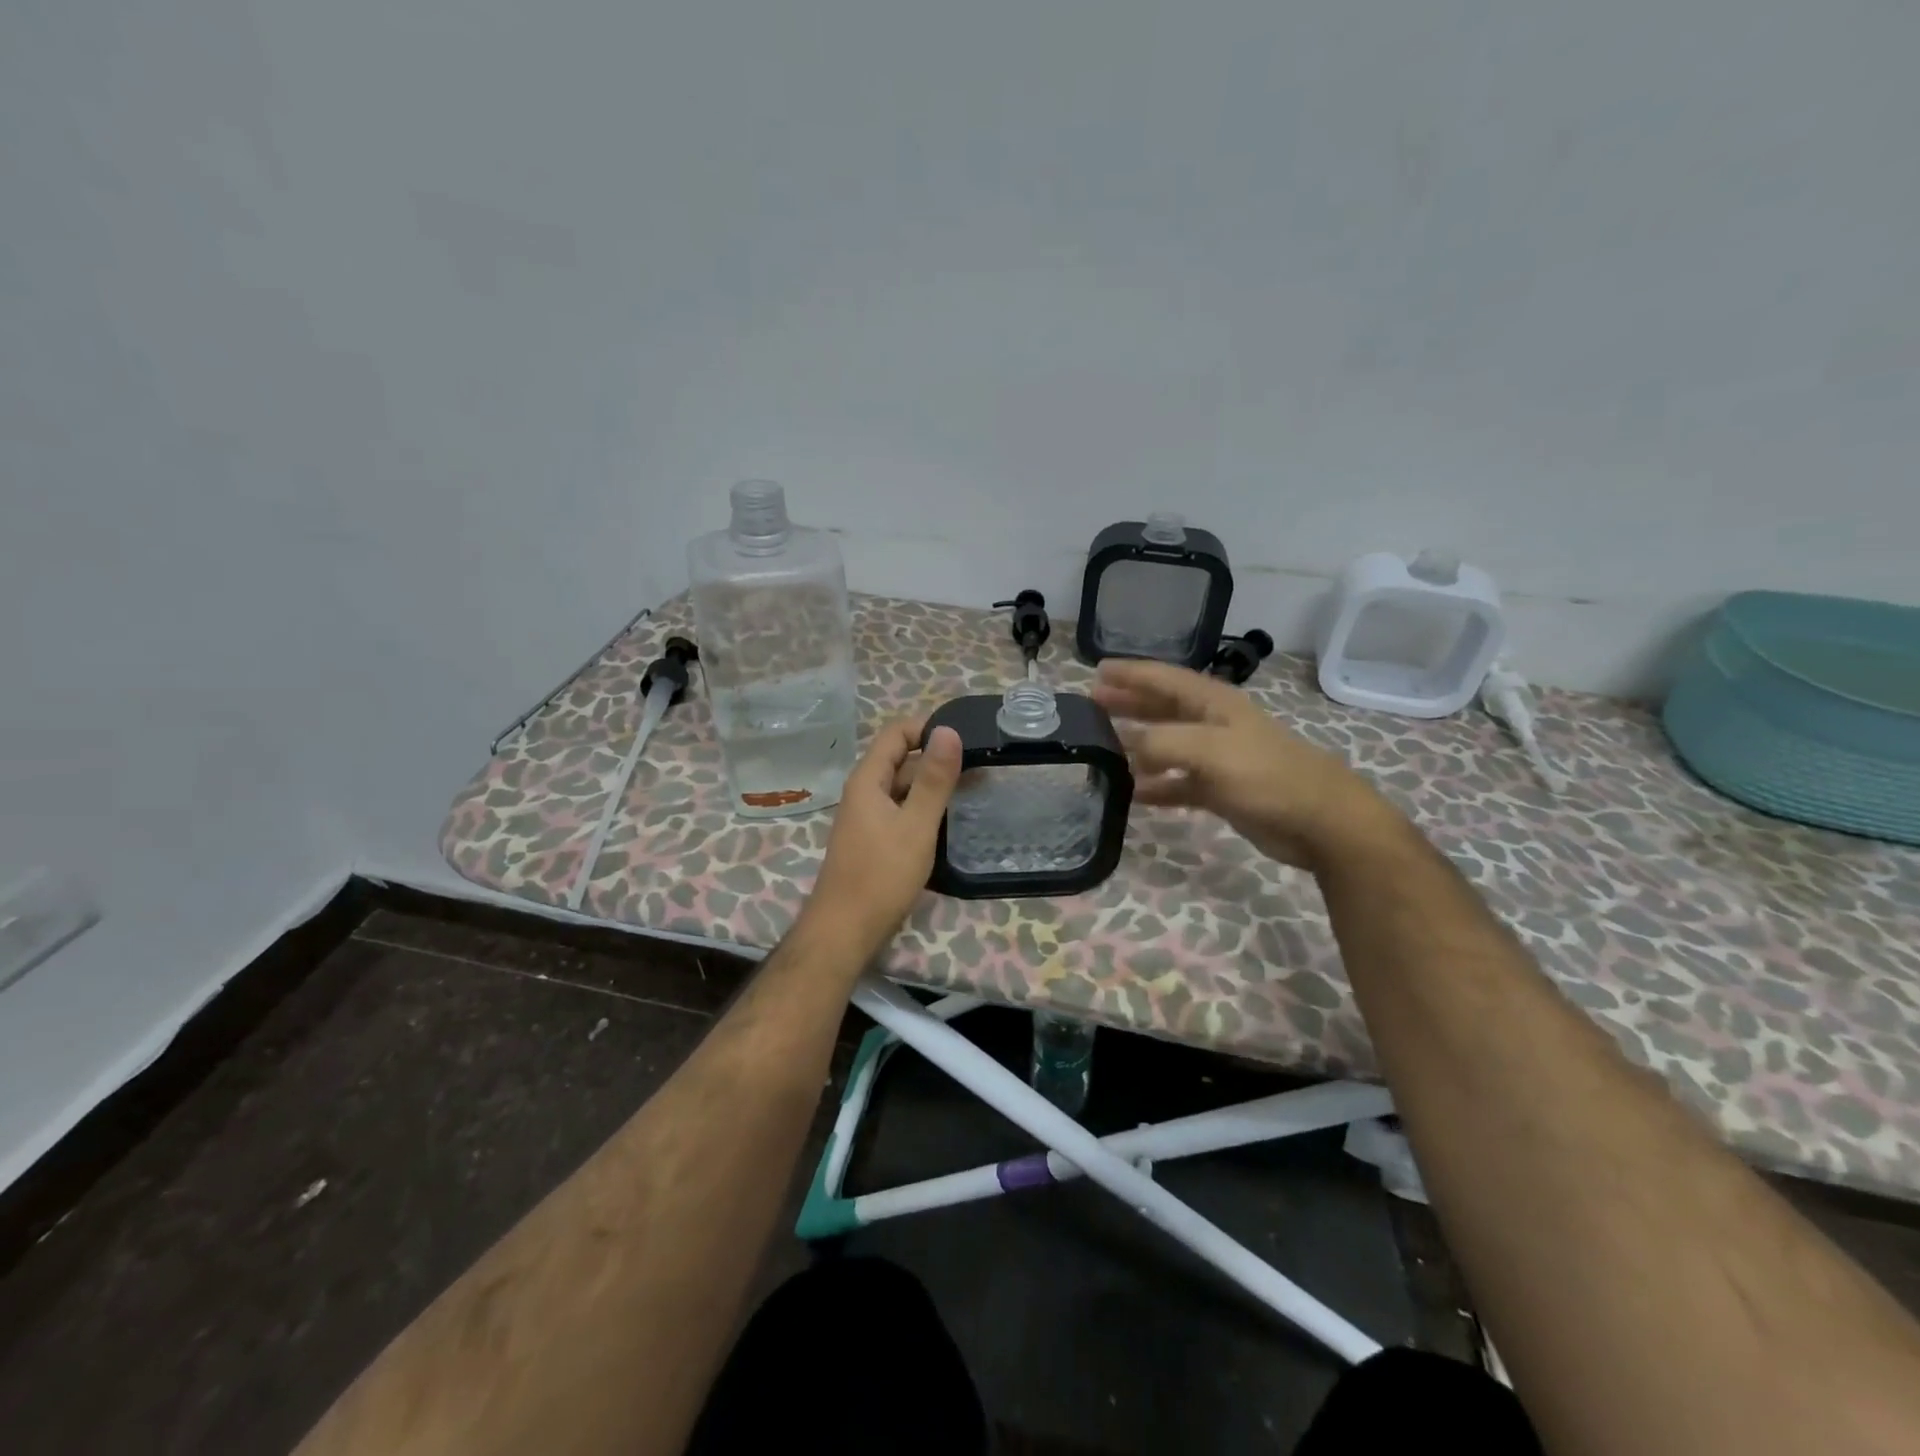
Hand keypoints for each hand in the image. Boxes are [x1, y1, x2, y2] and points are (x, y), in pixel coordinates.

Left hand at [804, 718, 962, 956]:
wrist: (845, 931)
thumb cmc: (881, 876)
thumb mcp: (916, 825)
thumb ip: (934, 779)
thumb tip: (948, 730)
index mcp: (867, 780)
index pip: (895, 733)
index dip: (927, 728)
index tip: (965, 738)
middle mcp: (863, 792)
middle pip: (900, 760)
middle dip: (936, 758)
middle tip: (980, 767)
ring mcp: (866, 817)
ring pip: (902, 788)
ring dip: (933, 784)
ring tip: (974, 790)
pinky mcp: (872, 840)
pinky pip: (900, 810)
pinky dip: (923, 808)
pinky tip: (948, 820)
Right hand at [1091, 659, 1394, 868]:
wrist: (1319, 821)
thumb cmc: (1266, 775)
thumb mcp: (1210, 750)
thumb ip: (1162, 743)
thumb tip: (1125, 746)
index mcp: (1213, 703)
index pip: (1164, 679)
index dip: (1131, 673)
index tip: (1097, 670)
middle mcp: (1213, 725)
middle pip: (1162, 707)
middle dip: (1129, 703)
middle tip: (1092, 702)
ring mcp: (1218, 758)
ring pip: (1167, 745)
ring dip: (1137, 744)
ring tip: (1103, 746)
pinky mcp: (1221, 790)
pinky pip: (1178, 783)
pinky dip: (1157, 786)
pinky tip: (1133, 793)